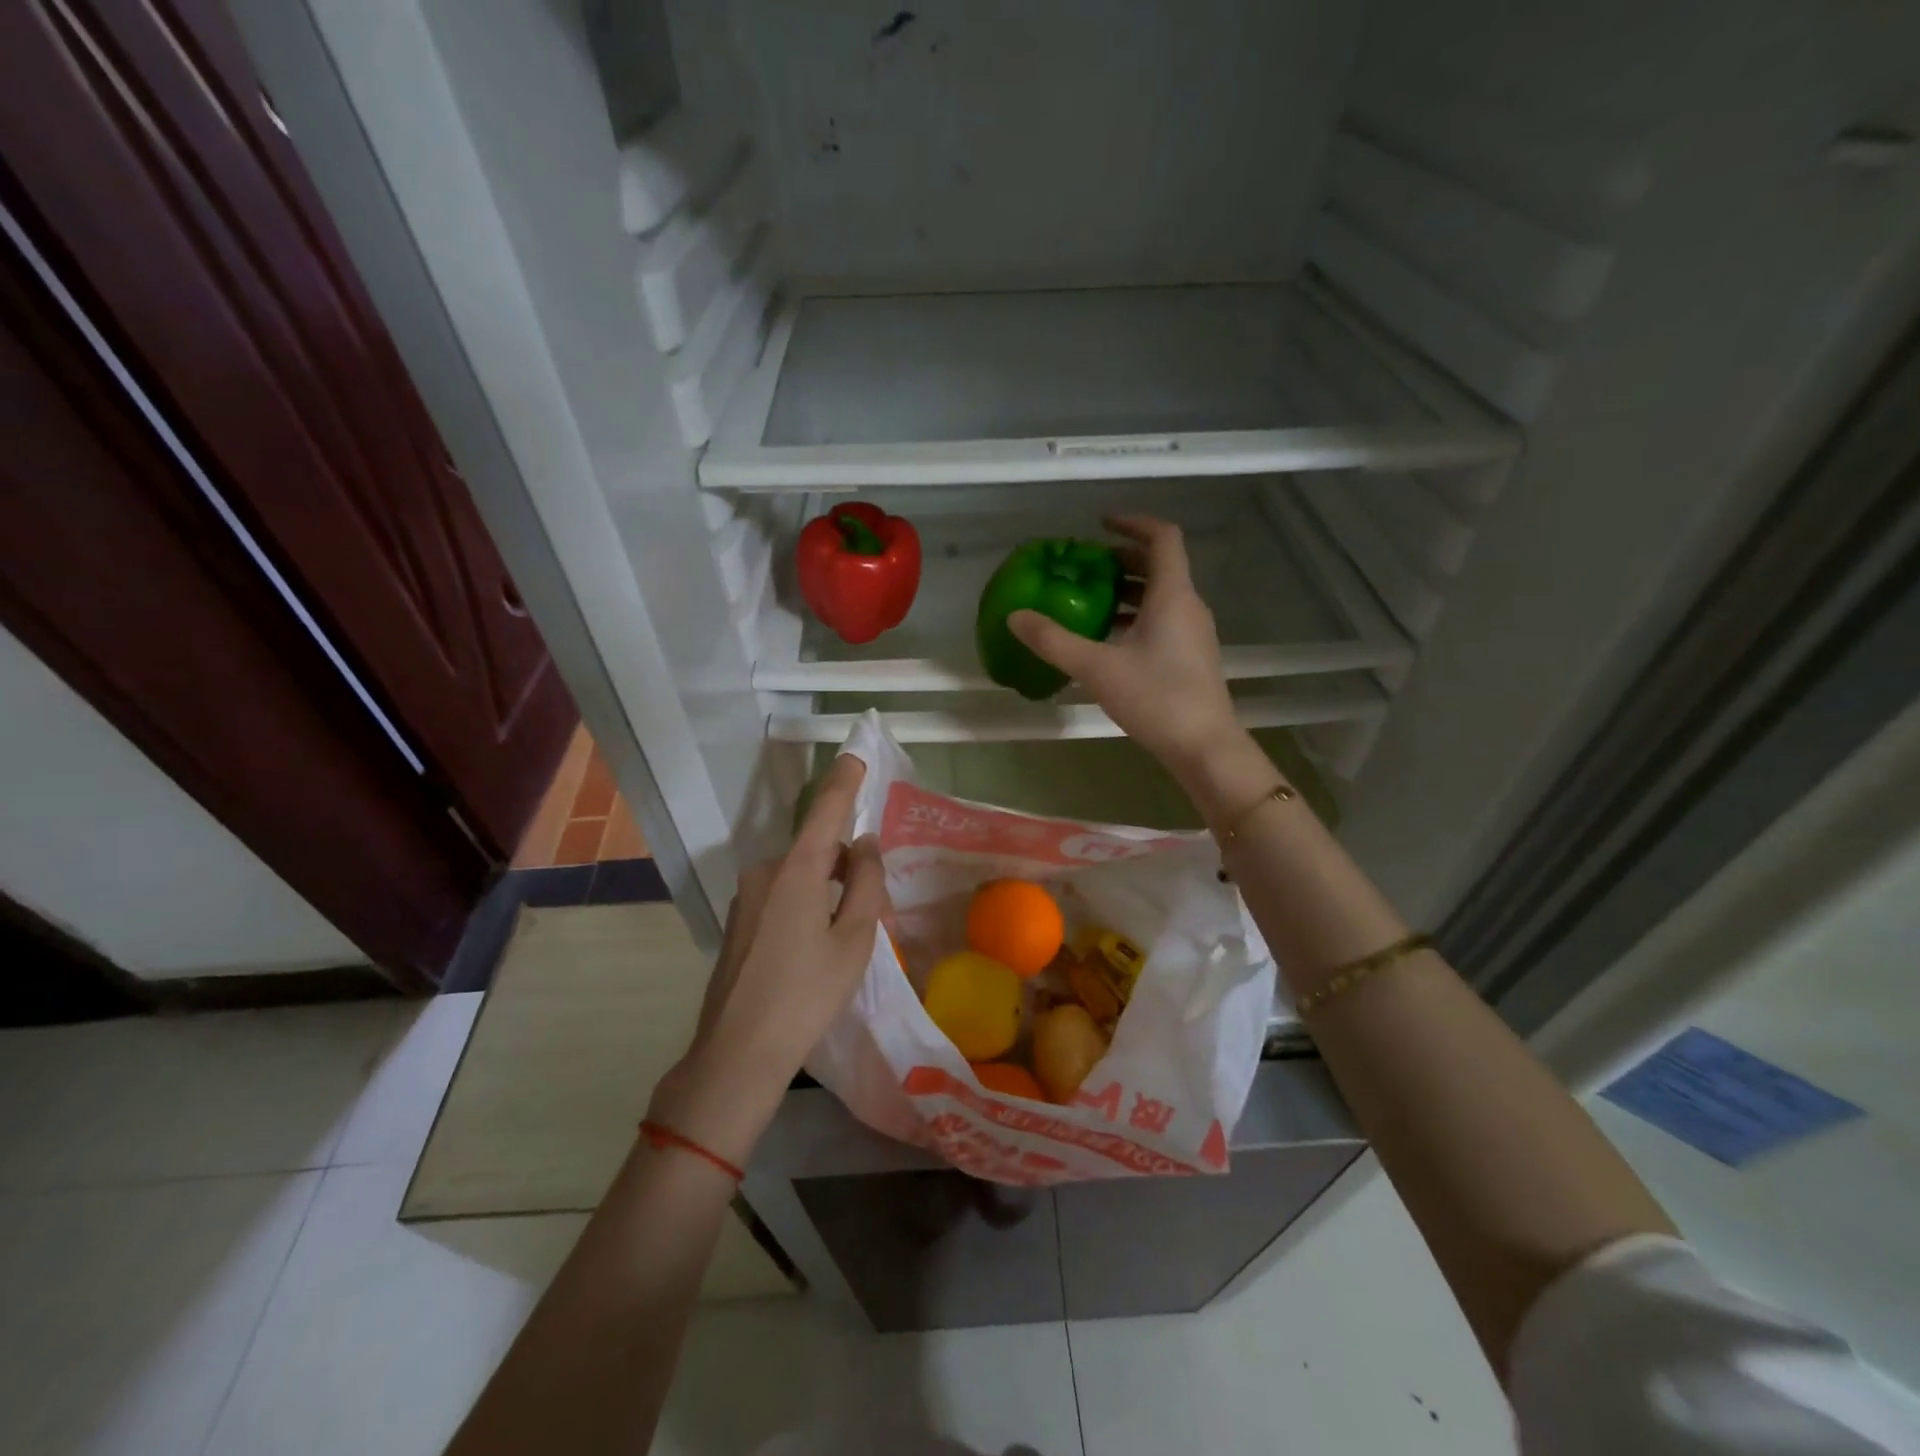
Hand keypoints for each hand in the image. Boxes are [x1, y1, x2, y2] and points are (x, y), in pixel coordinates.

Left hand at [647, 753, 887, 1166]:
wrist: (737, 1053)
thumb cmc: (807, 994)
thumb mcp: (854, 939)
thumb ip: (867, 883)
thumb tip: (866, 843)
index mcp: (796, 870)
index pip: (826, 809)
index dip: (845, 780)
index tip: (857, 752)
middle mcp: (765, 871)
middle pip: (818, 849)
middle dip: (849, 866)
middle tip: (876, 912)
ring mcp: (746, 897)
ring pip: (801, 876)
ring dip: (829, 890)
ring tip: (847, 939)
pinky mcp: (738, 921)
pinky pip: (782, 896)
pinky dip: (807, 906)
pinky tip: (814, 950)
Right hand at [1009, 516, 1243, 778]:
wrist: (1204, 747)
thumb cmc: (1156, 698)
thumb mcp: (1097, 668)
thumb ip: (1053, 641)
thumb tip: (1015, 617)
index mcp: (1172, 595)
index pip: (1162, 537)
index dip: (1133, 523)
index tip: (1100, 524)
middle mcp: (1188, 606)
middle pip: (1159, 565)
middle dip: (1122, 559)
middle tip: (1085, 567)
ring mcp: (1193, 633)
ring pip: (1160, 596)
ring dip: (1127, 590)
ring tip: (1089, 601)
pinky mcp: (1191, 657)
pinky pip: (1163, 620)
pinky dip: (1136, 617)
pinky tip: (1108, 640)